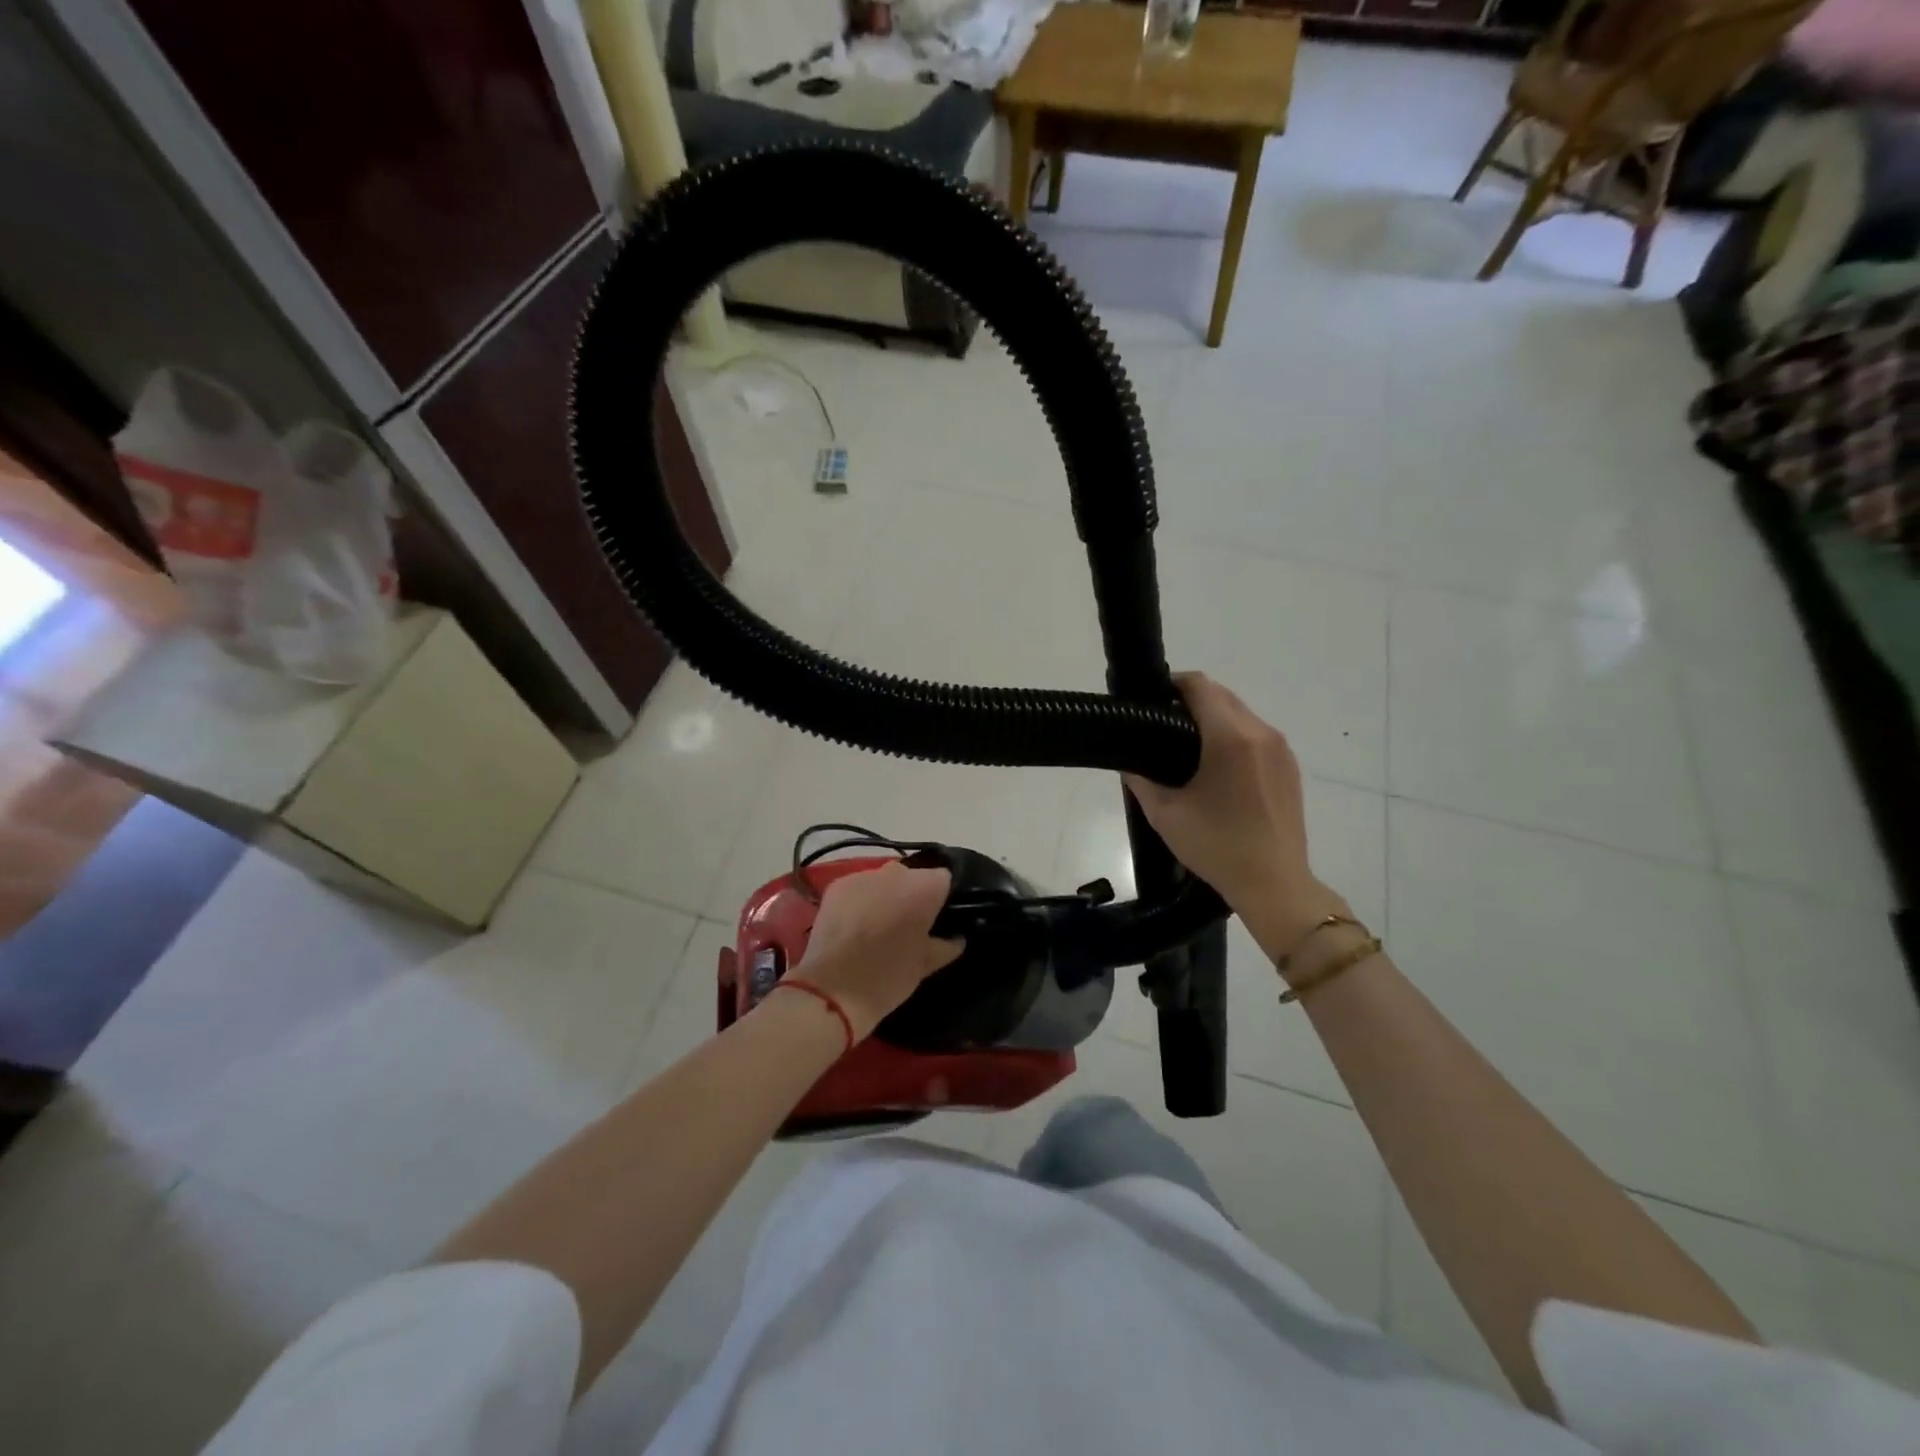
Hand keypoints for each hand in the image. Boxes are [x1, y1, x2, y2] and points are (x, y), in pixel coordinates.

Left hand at [790, 861, 963, 1039]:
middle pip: (913, 876)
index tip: (938, 918)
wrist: (833, 990)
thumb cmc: (889, 977)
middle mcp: (895, 872)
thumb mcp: (926, 965)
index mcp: (925, 887)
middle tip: (909, 924)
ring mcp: (863, 876)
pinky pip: (859, 886)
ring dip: (886, 895)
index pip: (944, 878)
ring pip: (884, 880)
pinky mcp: (837, 885)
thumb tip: (958, 938)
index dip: (942, 897)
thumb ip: (947, 945)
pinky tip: (856, 924)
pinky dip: (861, 899)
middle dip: (913, 894)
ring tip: (880, 925)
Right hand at [1125, 674, 1347, 964]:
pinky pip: (1258, 736)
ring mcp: (1281, 749)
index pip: (1200, 686)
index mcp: (1230, 738)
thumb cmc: (1217, 847)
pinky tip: (1218, 768)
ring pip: (1242, 714)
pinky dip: (1235, 737)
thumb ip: (1141, 780)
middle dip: (1192, 701)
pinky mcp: (1290, 767)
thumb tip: (1129, 762)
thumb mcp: (1165, 814)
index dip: (1173, 684)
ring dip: (1215, 719)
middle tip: (1164, 726)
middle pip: (1222, 695)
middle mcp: (1261, 733)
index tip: (1152, 699)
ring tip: (1188, 748)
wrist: (1275, 884)